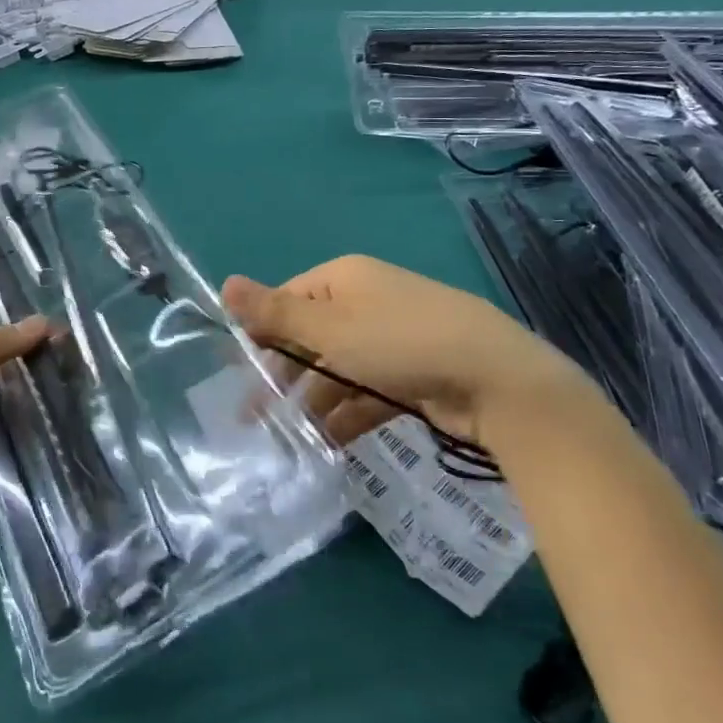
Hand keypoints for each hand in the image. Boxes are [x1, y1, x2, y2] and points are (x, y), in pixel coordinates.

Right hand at [222, 256, 605, 452]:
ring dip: (313, 401)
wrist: (498, 382)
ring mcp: (392, 341)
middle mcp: (366, 303)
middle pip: (311, 337)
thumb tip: (224, 283)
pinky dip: (347, 414)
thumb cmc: (401, 344)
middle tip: (256, 417)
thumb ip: (275, 313)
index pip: (288, 300)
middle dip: (284, 375)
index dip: (261, 333)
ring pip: (338, 369)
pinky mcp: (413, 377)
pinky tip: (329, 443)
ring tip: (289, 438)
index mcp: (344, 280)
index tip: (239, 373)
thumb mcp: (330, 330)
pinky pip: (367, 392)